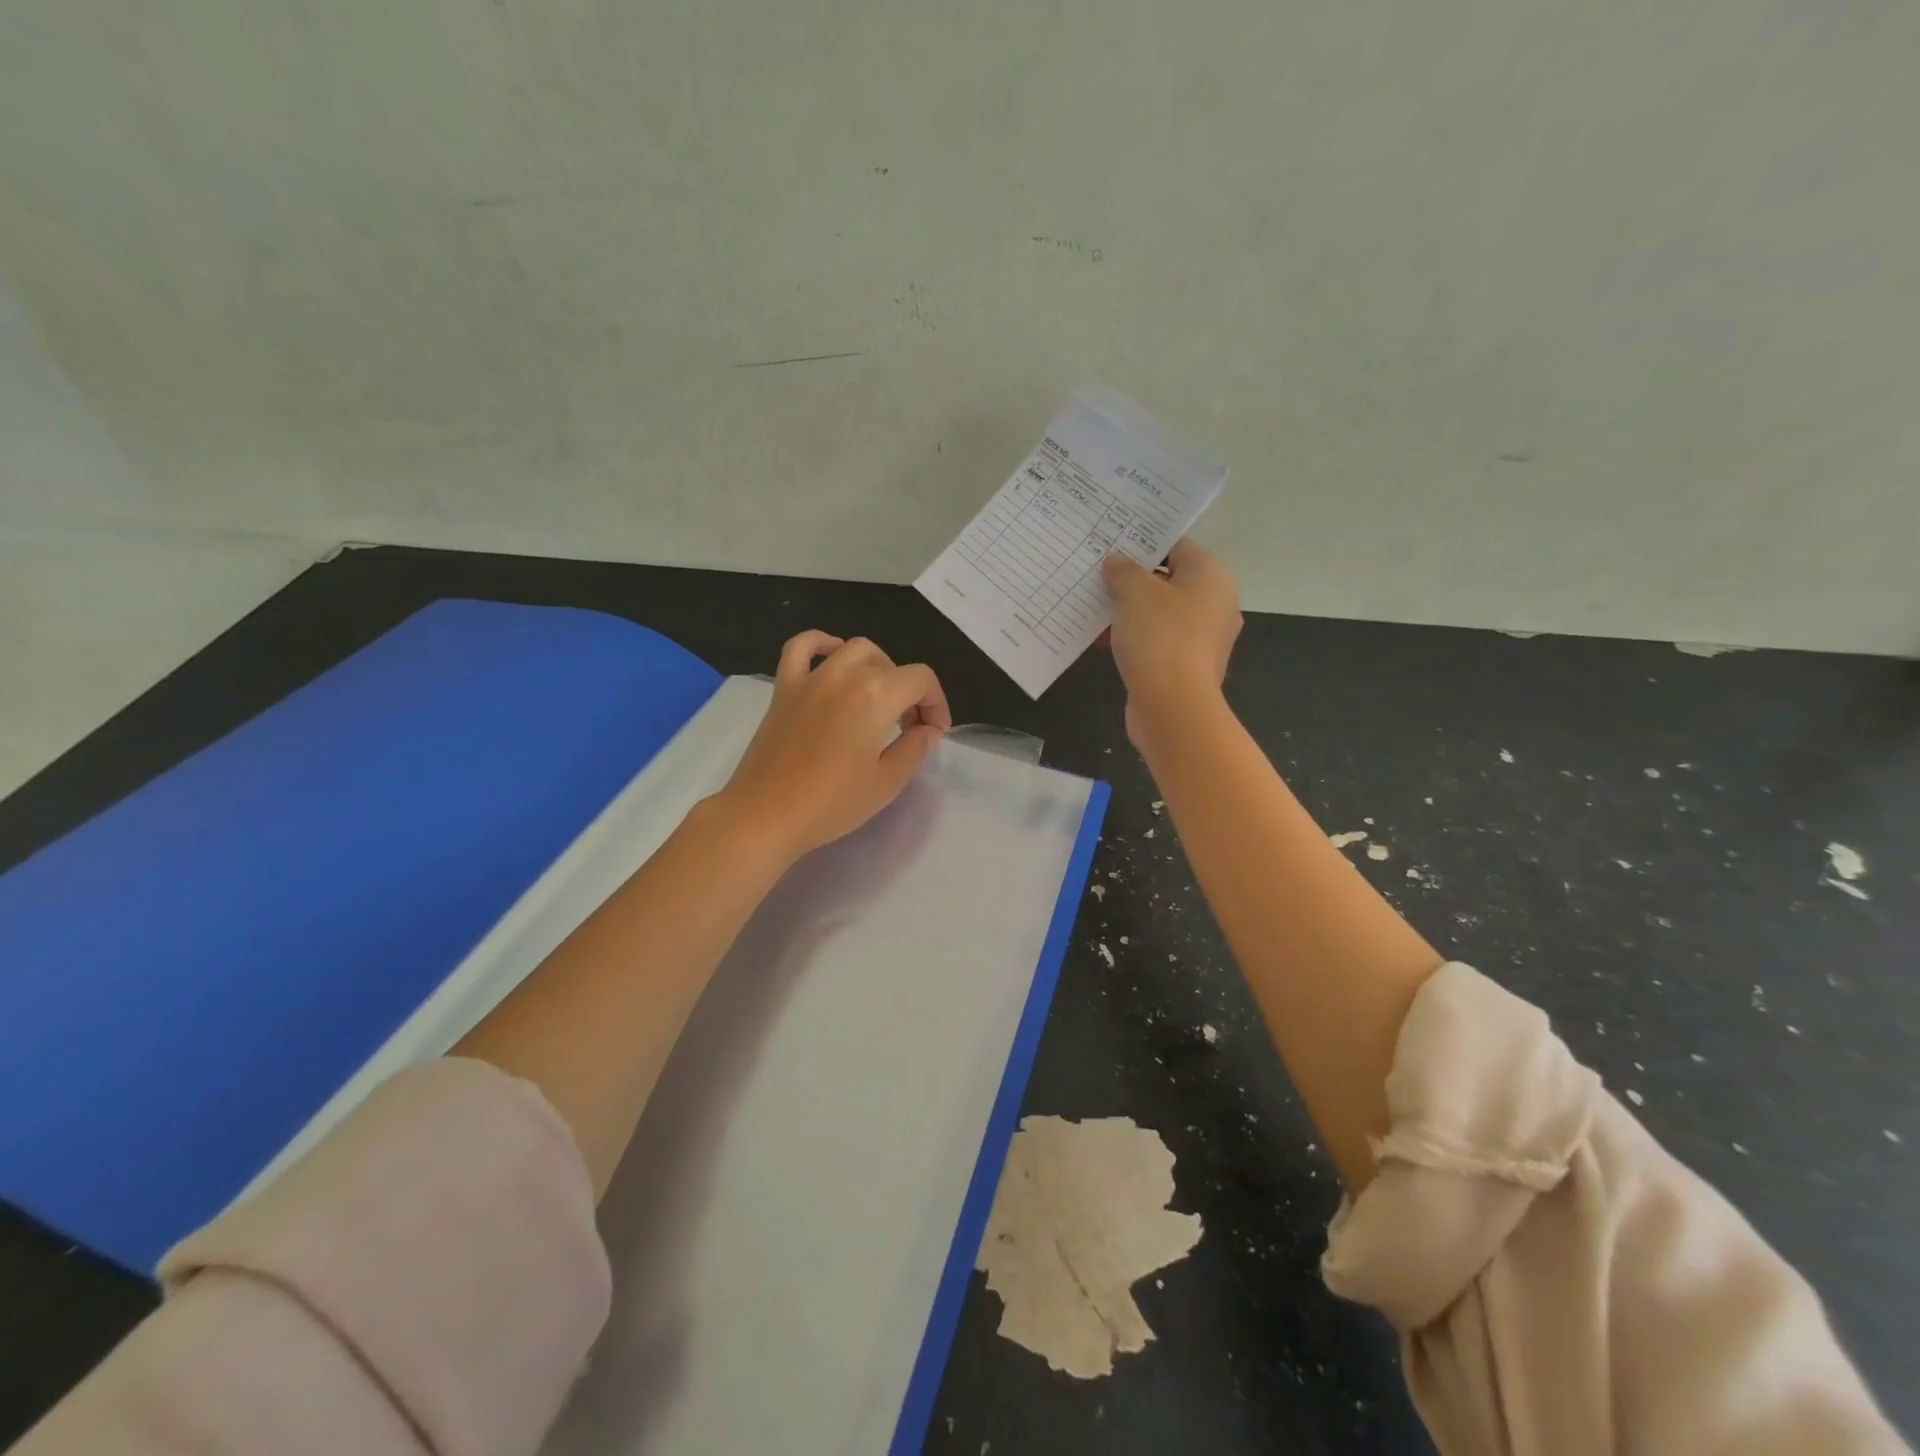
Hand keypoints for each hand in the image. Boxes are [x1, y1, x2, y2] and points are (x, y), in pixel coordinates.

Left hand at [713, 631, 950, 862]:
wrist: (765, 815)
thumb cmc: (831, 803)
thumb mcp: (887, 782)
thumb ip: (914, 748)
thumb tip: (927, 729)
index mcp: (876, 696)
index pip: (921, 680)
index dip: (936, 703)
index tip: (933, 733)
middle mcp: (845, 675)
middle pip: (890, 664)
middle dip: (908, 691)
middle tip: (907, 727)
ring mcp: (811, 678)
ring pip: (853, 649)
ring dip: (876, 666)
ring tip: (877, 696)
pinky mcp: (784, 688)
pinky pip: (801, 648)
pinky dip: (820, 643)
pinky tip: (831, 655)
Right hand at [1102, 539, 1242, 747]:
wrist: (1173, 706)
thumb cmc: (1160, 637)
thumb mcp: (1135, 593)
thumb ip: (1124, 571)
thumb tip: (1117, 562)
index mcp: (1211, 576)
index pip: (1176, 546)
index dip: (1143, 544)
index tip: (1112, 546)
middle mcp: (1215, 603)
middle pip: (1169, 580)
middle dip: (1133, 580)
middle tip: (1098, 575)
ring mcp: (1203, 638)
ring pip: (1161, 613)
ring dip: (1129, 611)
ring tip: (1094, 607)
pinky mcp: (1187, 666)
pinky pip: (1158, 641)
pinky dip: (1134, 638)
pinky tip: (1103, 640)